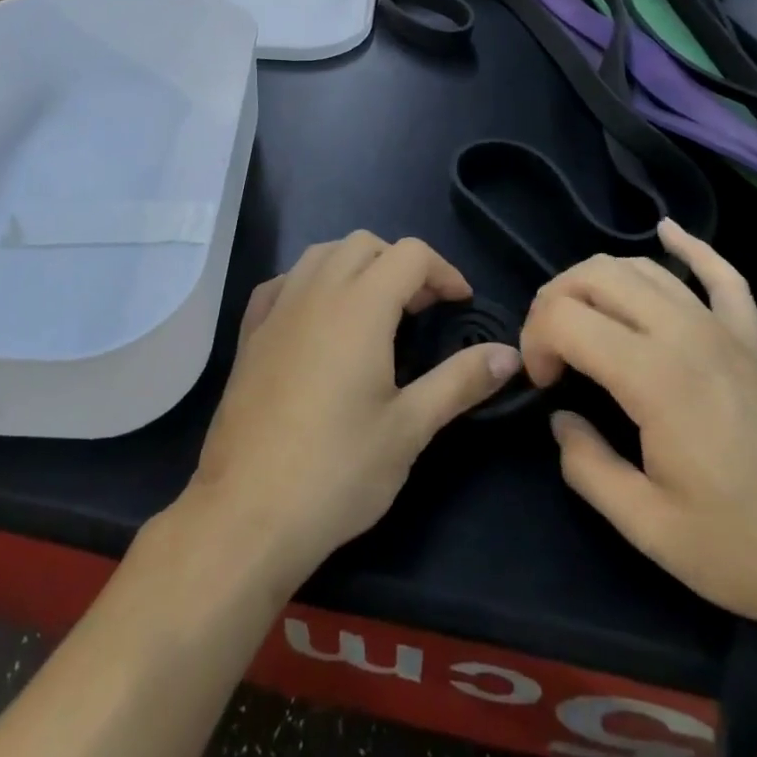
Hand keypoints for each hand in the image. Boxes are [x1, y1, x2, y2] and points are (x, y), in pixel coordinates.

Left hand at [185, 233, 520, 589]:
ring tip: (375, 311)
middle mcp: (315, 292)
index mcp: (359, 306)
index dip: (443, 272)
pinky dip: (311, 283)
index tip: (461, 305)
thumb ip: (460, 381)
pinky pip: (284, 282)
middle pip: (364, 245)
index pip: (410, 254)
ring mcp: (276, 309)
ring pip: (321, 254)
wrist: (247, 511)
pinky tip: (318, 320)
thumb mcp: (410, 428)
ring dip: (355, 266)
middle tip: (421, 311)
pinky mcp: (250, 333)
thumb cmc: (338, 470)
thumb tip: (509, 354)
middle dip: (400, 265)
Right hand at [521, 220, 756, 645]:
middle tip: (551, 353)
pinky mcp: (755, 339)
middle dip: (554, 301)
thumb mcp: (653, 531)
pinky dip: (690, 247)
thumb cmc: (754, 550)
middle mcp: (684, 332)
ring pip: (643, 268)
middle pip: (595, 275)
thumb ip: (588, 468)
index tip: (542, 387)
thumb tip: (561, 421)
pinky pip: (721, 274)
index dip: (534, 340)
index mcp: (654, 375)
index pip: (565, 317)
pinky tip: (668, 230)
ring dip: (596, 280)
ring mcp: (725, 328)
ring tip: (581, 319)